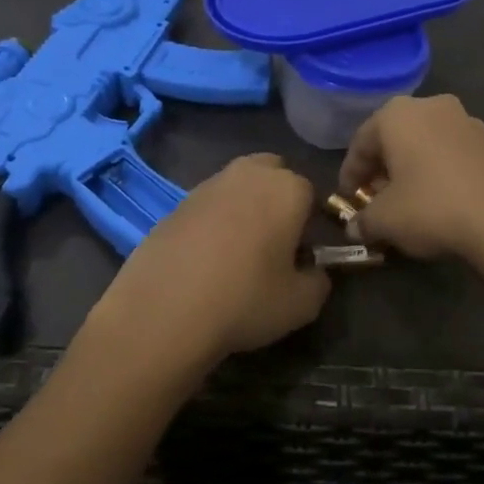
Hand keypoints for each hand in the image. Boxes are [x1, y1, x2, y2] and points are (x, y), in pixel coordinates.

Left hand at [88, 154, 330, 382]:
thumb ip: (319, 281)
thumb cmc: (245, 300)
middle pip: (273, 174)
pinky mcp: (175, 204)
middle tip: (274, 242)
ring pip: (237, 187)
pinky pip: (207, 206)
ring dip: (244, 208)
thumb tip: (314, 271)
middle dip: (278, 199)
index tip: (303, 256)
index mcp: (287, 189)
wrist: (163, 309)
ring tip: (237, 254)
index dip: (311, 226)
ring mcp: (207, 185)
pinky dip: (213, 223)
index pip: (312, 195)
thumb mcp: (302, 304)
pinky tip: (205, 259)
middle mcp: (248, 174)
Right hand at [338, 95, 483, 265]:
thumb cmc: (431, 207)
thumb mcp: (384, 220)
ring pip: (425, 144)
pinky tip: (439, 201)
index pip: (360, 142)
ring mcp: (466, 121)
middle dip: (382, 169)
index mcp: (396, 114)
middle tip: (375, 200)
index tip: (347, 199)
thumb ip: (363, 221)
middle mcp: (431, 106)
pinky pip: (452, 154)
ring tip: (407, 203)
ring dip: (411, 170)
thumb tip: (354, 228)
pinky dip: (439, 173)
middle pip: (394, 138)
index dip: (349, 174)